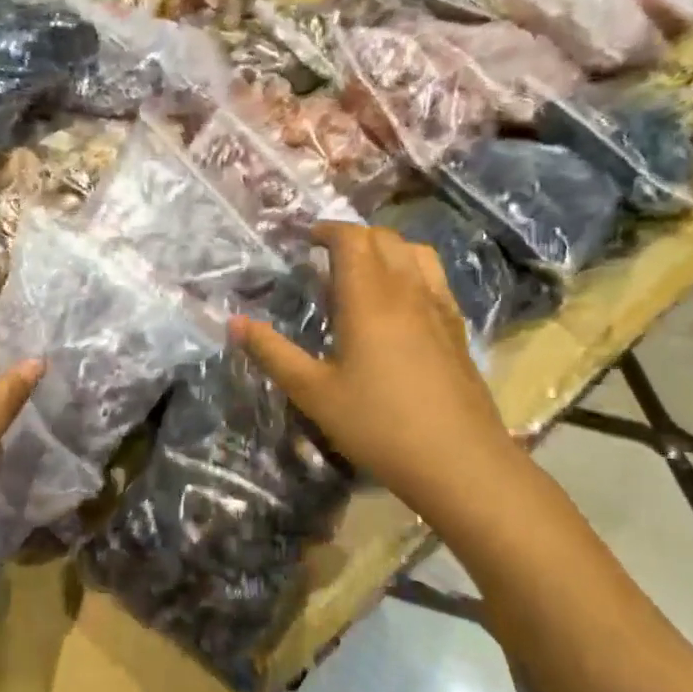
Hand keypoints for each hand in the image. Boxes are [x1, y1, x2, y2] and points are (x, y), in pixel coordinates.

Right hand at [230, 222, 516, 512]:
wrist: (459, 461)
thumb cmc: (378, 424)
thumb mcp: (313, 392)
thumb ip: (272, 352)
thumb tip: (233, 322)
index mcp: (369, 298)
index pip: (352, 239)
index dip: (328, 230)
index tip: (306, 239)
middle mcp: (407, 291)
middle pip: (385, 238)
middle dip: (353, 236)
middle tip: (326, 255)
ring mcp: (439, 308)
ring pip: (416, 253)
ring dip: (387, 248)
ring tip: (364, 270)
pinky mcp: (458, 329)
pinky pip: (434, 278)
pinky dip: (411, 270)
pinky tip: (400, 303)